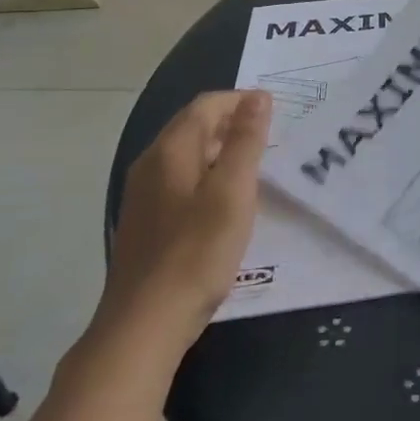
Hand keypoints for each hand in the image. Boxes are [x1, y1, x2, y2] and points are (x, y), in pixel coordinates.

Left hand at [100, 91, 271, 338]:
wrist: (145, 324)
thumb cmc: (197, 252)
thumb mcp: (232, 192)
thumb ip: (246, 141)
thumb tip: (257, 96)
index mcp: (170, 151)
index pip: (205, 105)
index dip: (240, 100)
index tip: (276, 111)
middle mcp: (150, 165)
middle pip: (193, 126)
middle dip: (232, 123)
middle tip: (272, 138)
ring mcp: (143, 195)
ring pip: (186, 155)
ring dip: (221, 151)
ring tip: (256, 167)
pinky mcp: (146, 223)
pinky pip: (180, 181)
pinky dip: (208, 177)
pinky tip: (226, 203)